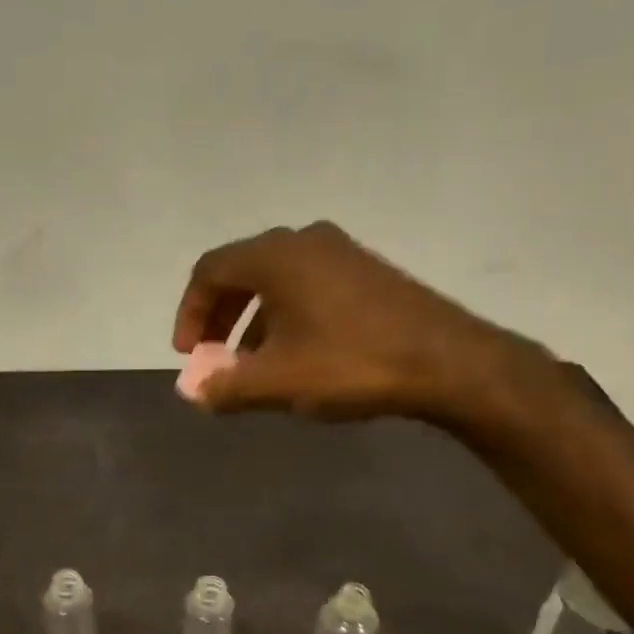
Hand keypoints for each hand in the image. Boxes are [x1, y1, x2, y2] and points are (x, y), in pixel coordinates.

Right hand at [172, 222, 544, 421]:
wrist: (445, 360)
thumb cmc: (350, 364)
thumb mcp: (278, 382)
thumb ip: (226, 386)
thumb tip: (193, 391)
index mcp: (276, 256)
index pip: (210, 270)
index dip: (190, 312)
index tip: (188, 355)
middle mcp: (306, 241)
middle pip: (243, 271)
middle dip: (220, 317)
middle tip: (213, 358)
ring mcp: (341, 253)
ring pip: (278, 283)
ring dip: (254, 323)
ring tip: (253, 369)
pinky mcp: (367, 273)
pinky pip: (309, 288)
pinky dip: (287, 319)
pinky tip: (298, 358)